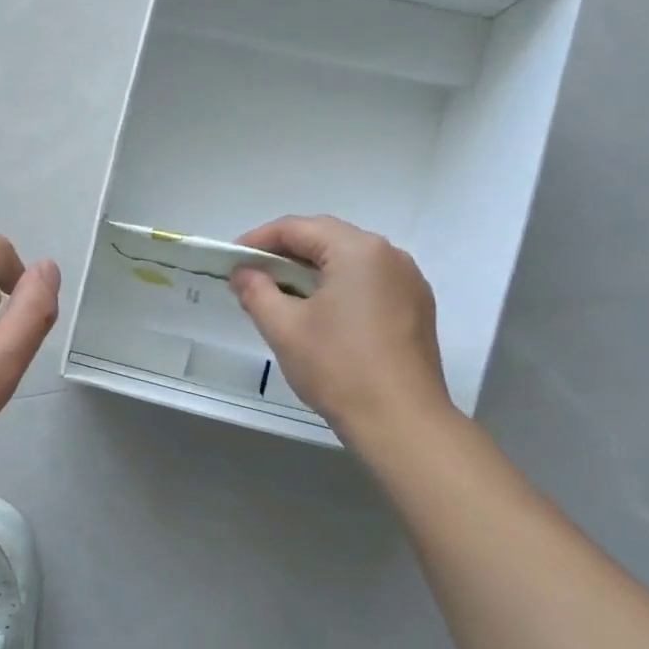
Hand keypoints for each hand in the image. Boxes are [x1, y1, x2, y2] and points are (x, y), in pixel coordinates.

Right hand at [230, 215, 451, 440]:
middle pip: (327, 238)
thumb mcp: (283, 327)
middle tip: (251, 274)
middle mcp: (389, 255)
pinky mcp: (415, 308)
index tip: (232, 260)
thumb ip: (256, 291)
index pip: (298, 228)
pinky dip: (337, 286)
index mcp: (358, 250)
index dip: (259, 239)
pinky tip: (318, 312)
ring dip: (311, 269)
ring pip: (349, 260)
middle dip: (285, 252)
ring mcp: (408, 282)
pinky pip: (368, 281)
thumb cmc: (337, 366)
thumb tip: (243, 272)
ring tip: (280, 293)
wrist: (401, 420)